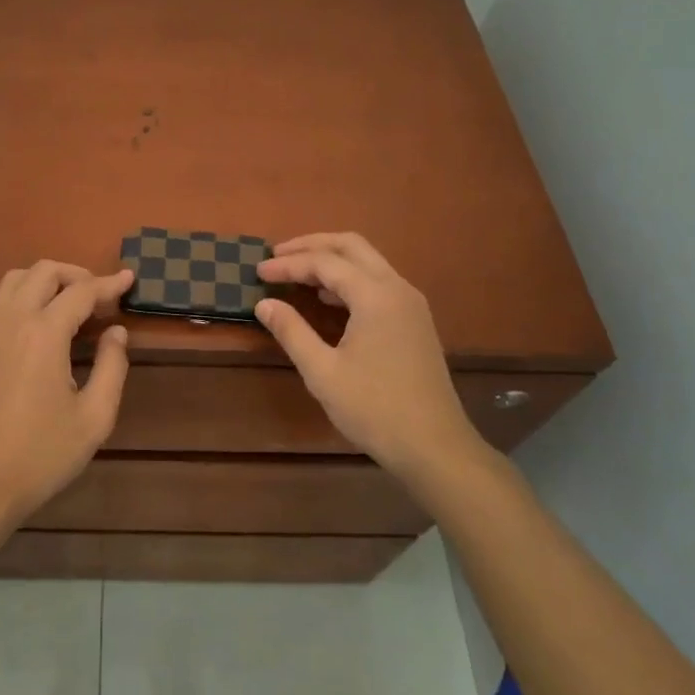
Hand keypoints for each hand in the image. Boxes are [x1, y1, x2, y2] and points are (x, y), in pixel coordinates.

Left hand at [0, 261, 134, 538]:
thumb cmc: (41, 455)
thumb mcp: (94, 418)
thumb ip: (112, 367)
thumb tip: (116, 332)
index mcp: (44, 333)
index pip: (81, 291)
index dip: (109, 283)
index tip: (129, 279)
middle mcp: (12, 321)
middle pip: (43, 271)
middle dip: (76, 274)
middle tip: (100, 295)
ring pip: (15, 281)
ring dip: (46, 281)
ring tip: (71, 304)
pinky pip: (2, 306)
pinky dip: (27, 300)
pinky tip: (43, 331)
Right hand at [255, 233, 484, 483]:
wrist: (436, 449)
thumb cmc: (375, 410)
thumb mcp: (323, 373)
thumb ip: (291, 331)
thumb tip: (264, 304)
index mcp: (376, 296)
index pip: (324, 262)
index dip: (288, 264)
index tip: (258, 272)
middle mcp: (397, 288)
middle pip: (351, 246)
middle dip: (312, 245)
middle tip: (278, 255)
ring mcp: (410, 304)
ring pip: (368, 261)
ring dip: (331, 260)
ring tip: (297, 273)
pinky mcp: (415, 321)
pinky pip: (378, 282)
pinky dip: (349, 279)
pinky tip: (328, 298)